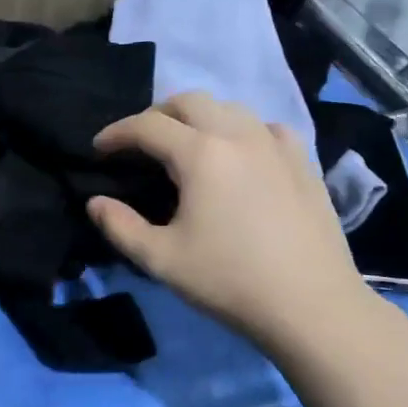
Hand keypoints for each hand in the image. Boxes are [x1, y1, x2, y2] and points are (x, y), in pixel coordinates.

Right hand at [87, 93, 370, 354]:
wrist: (312, 305)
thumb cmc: (229, 281)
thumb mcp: (162, 259)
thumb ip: (120, 226)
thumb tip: (95, 202)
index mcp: (201, 154)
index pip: (147, 125)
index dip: (116, 133)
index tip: (98, 148)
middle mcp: (238, 135)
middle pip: (189, 101)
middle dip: (156, 114)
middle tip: (139, 143)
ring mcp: (276, 144)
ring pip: (230, 108)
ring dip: (198, 117)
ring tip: (185, 145)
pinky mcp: (302, 161)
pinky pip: (265, 127)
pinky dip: (241, 130)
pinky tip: (239, 154)